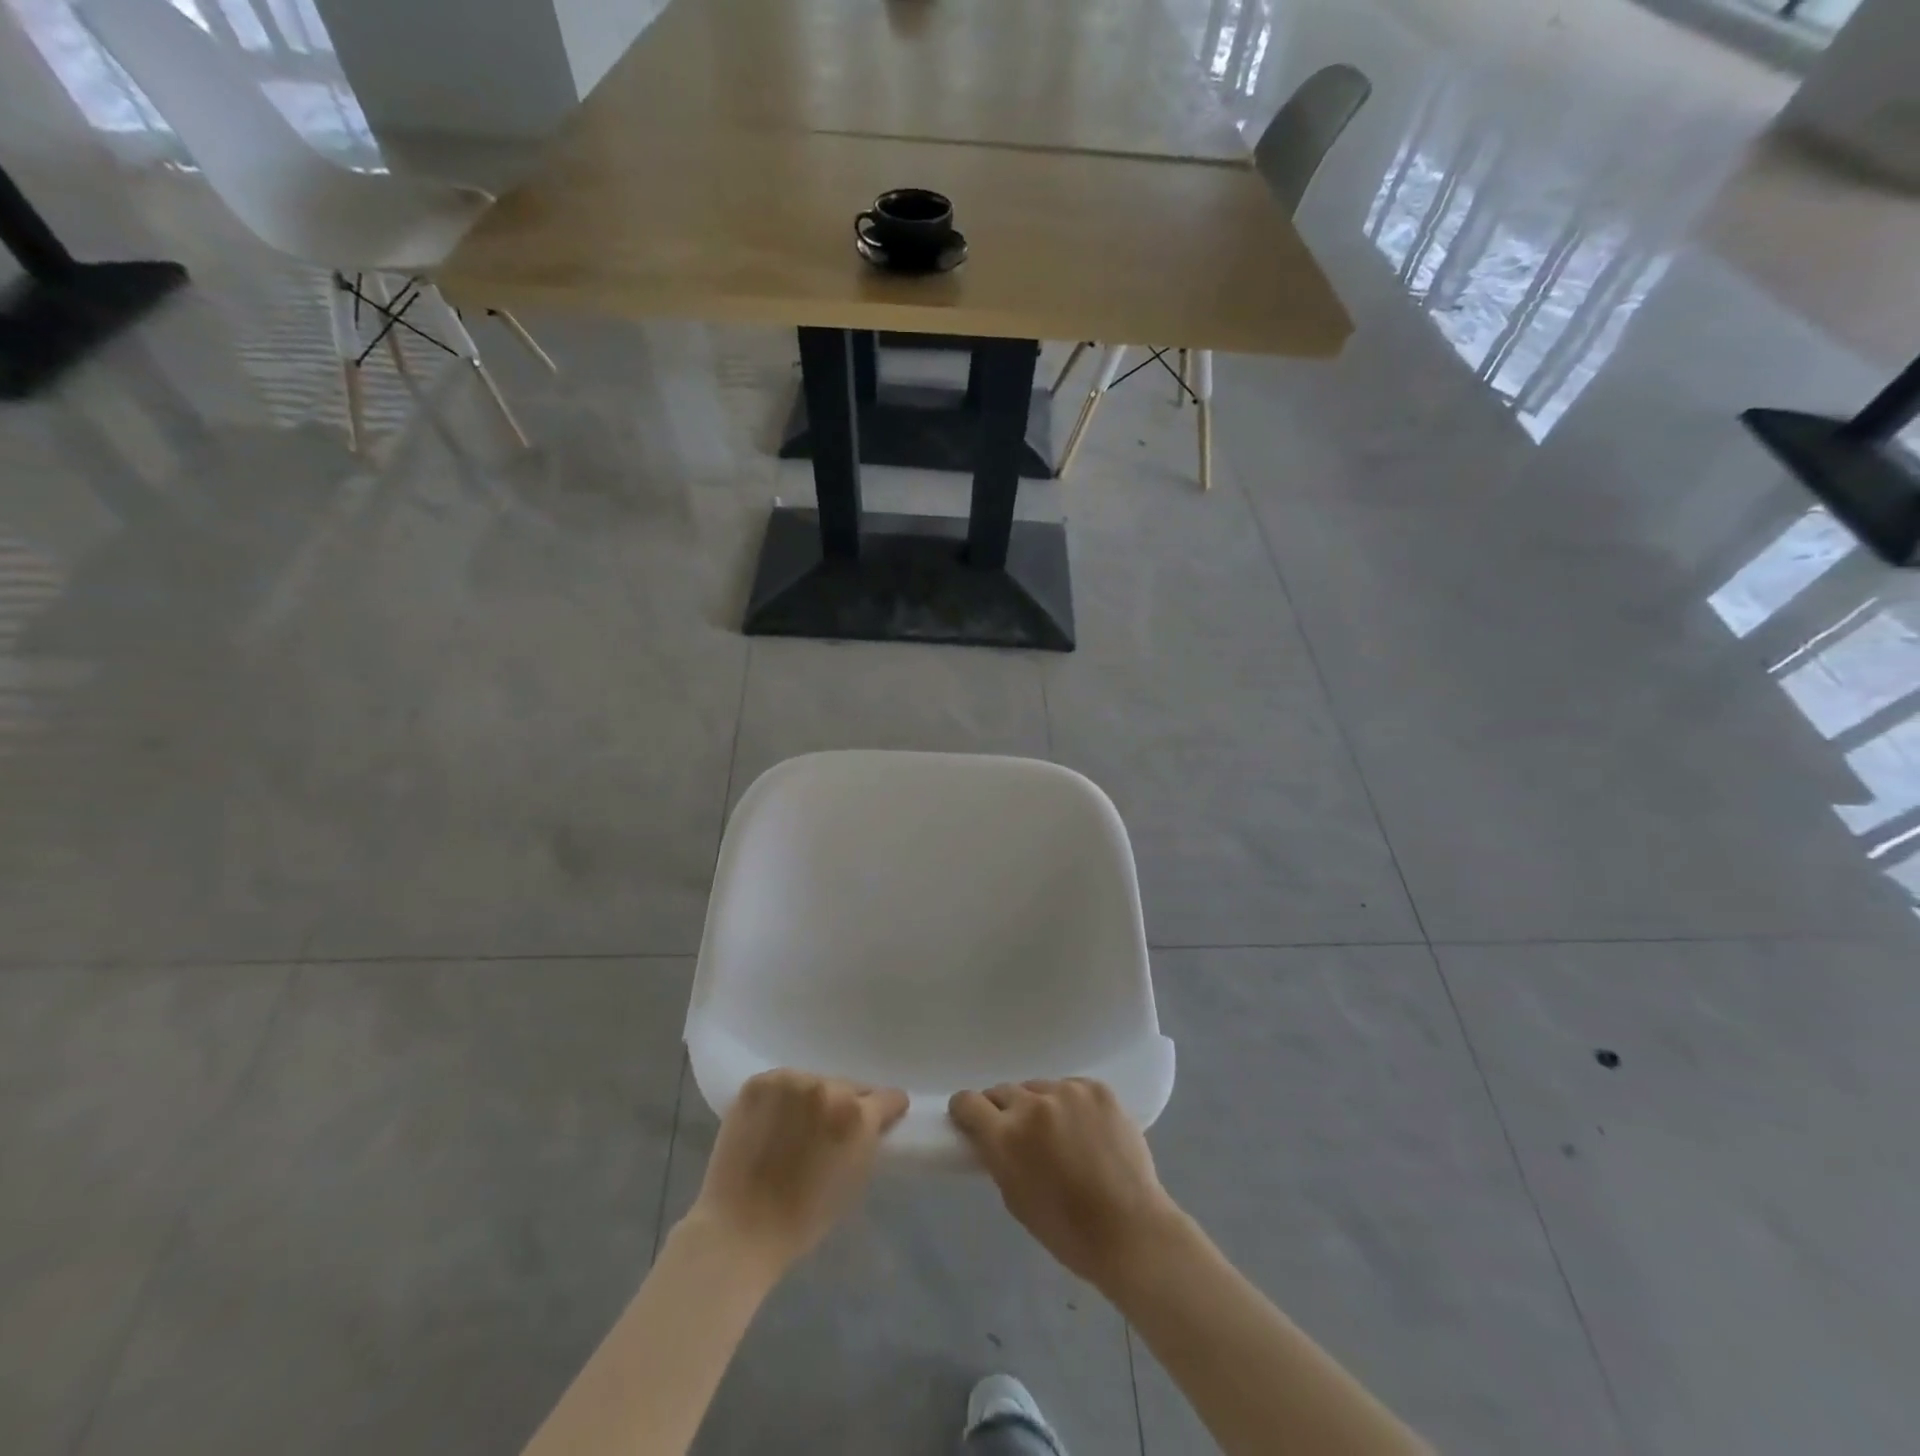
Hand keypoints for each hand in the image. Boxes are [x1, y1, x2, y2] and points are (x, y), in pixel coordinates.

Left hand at [686, 1069, 907, 1280]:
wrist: (739, 1229)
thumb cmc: (804, 1218)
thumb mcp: (855, 1180)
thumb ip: (868, 1141)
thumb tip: (873, 1121)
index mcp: (856, 1114)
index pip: (887, 1097)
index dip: (886, 1110)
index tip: (882, 1118)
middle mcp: (826, 1088)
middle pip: (847, 1087)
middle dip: (845, 1105)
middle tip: (830, 1130)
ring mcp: (789, 1082)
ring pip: (813, 1082)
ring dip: (812, 1100)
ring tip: (796, 1126)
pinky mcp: (758, 1083)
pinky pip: (782, 1085)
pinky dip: (782, 1100)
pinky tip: (772, 1122)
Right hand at [950, 1078, 1186, 1290]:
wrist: (1131, 1230)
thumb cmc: (1067, 1231)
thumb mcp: (1015, 1198)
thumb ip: (999, 1158)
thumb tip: (993, 1136)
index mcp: (1006, 1136)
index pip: (968, 1102)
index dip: (967, 1111)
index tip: (972, 1120)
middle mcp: (1033, 1105)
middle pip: (1004, 1091)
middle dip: (1005, 1110)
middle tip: (1020, 1134)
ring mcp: (1068, 1092)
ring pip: (1039, 1088)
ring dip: (1040, 1106)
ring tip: (1060, 1134)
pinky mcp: (1097, 1088)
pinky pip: (1071, 1088)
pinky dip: (1071, 1105)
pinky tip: (1085, 1129)